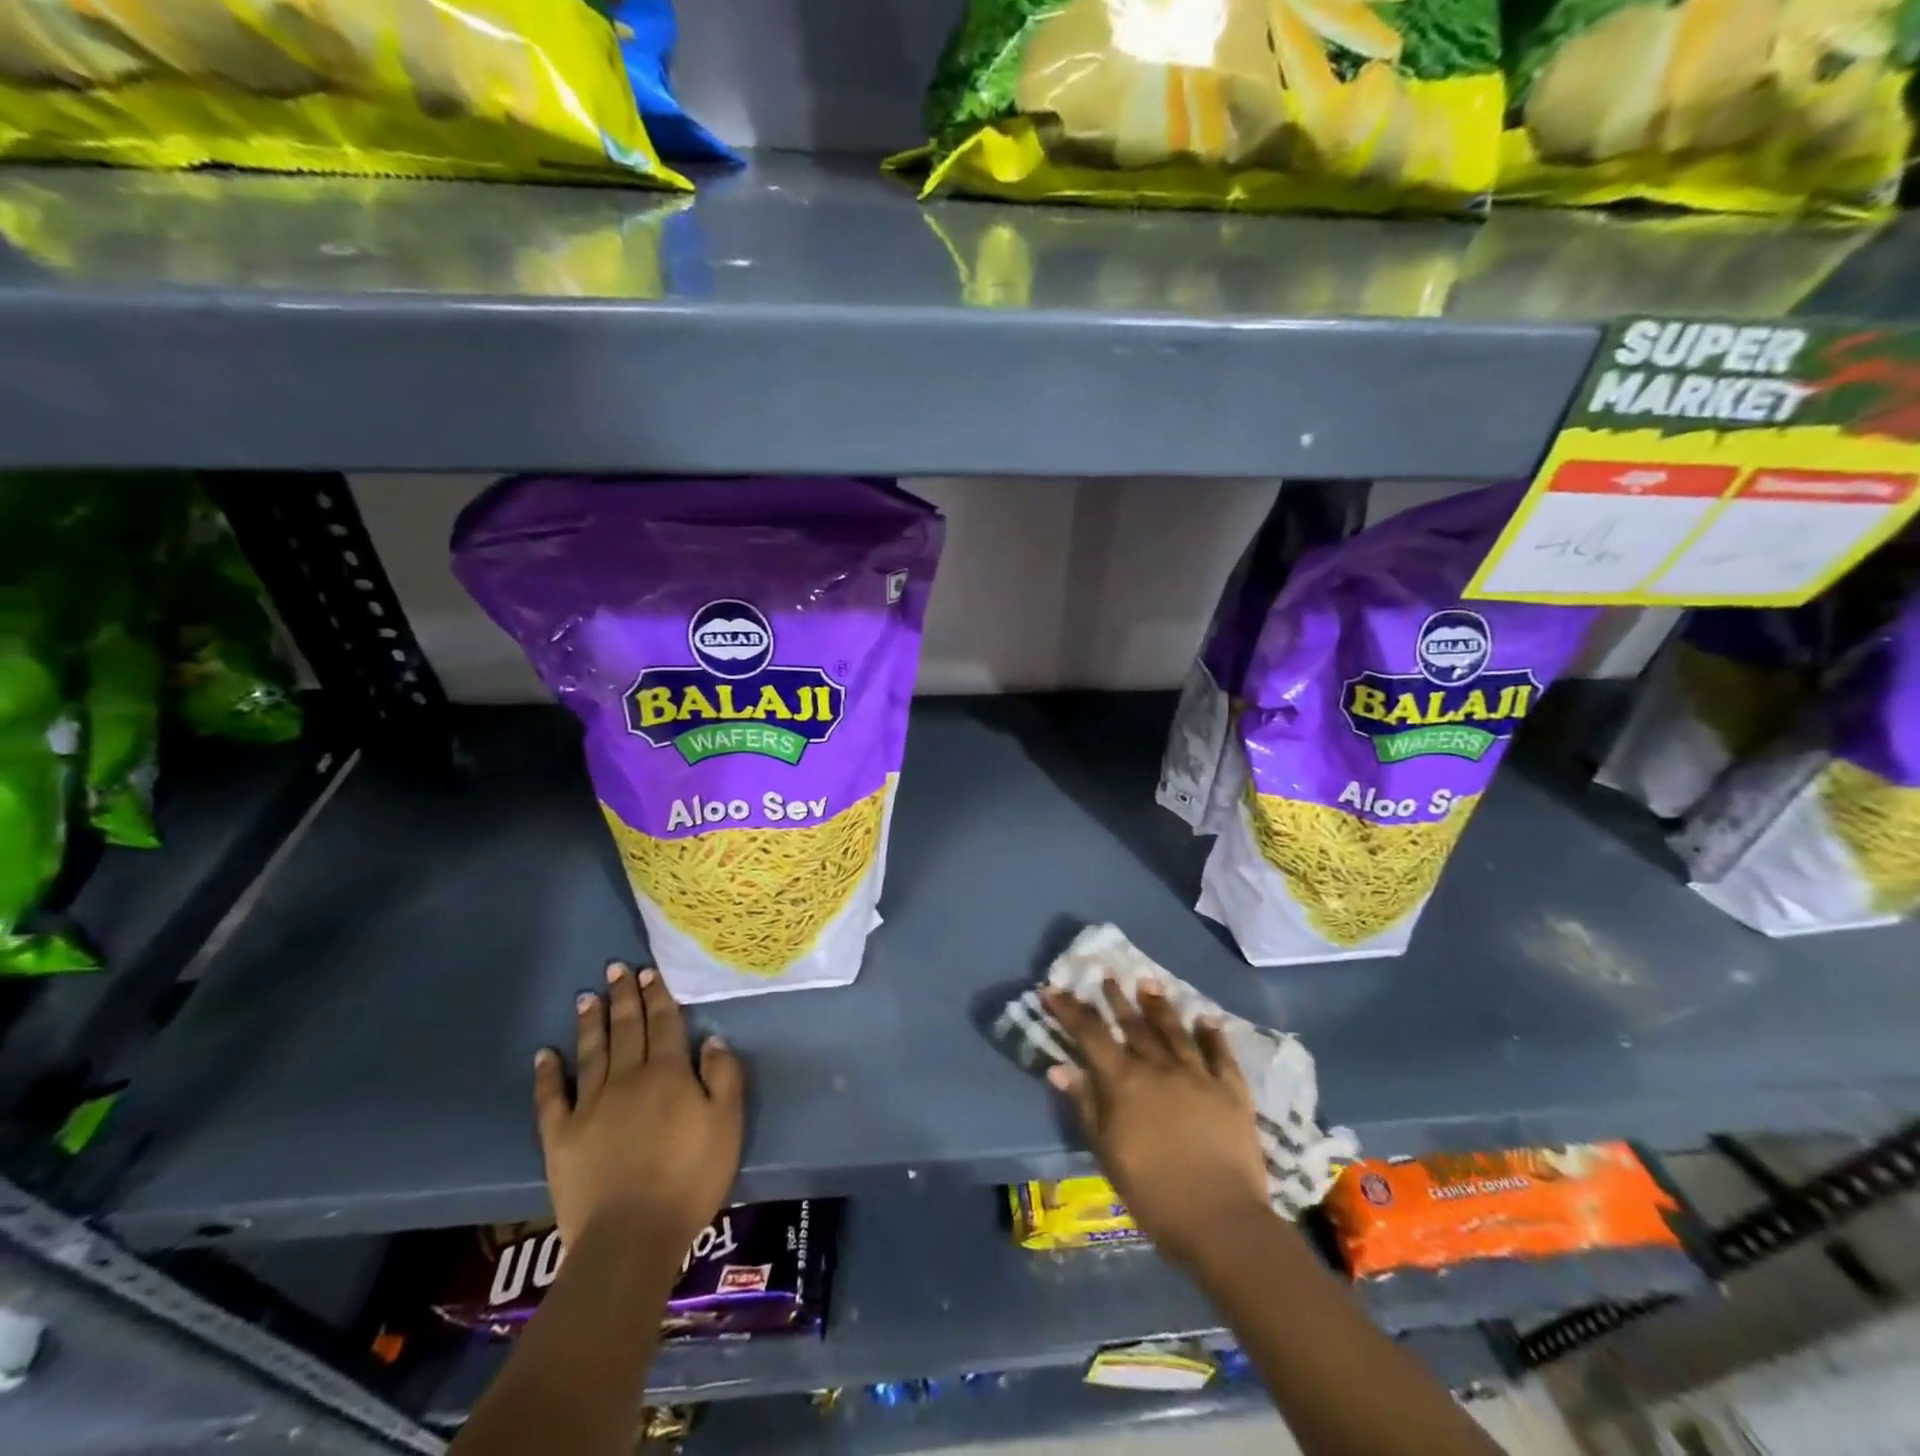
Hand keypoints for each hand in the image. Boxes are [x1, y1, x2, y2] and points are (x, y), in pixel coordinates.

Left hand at [534, 962, 744, 1255]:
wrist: (630, 1237)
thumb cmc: (690, 1178)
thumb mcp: (727, 1124)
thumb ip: (724, 1077)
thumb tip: (711, 1039)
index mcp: (668, 1074)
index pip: (664, 1024)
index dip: (658, 996)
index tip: (648, 972)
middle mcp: (628, 1079)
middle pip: (627, 1029)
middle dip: (623, 997)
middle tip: (616, 969)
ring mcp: (590, 1106)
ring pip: (592, 1053)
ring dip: (590, 1023)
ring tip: (586, 997)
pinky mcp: (561, 1137)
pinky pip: (552, 1098)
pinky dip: (547, 1074)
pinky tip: (544, 1054)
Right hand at [1042, 979, 1270, 1270]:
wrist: (1221, 1220)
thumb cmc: (1153, 1193)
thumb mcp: (1108, 1153)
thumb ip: (1086, 1105)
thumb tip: (1059, 1066)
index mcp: (1125, 1082)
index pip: (1090, 1035)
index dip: (1069, 1010)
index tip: (1052, 989)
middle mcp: (1160, 1067)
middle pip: (1134, 1025)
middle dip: (1116, 999)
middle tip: (1107, 977)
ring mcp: (1198, 1075)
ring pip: (1175, 1031)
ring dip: (1159, 1006)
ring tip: (1148, 983)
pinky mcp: (1231, 1091)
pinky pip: (1220, 1054)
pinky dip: (1212, 1035)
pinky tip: (1206, 1020)